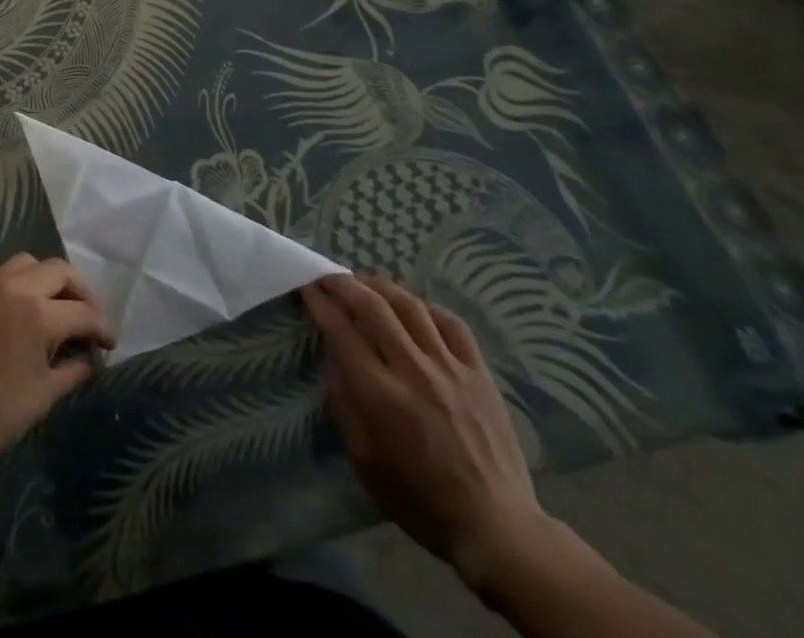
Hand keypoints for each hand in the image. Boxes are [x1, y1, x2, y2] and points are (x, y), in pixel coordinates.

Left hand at [0, 254, 113, 466]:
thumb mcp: (42, 397)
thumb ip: (72, 370)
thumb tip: (90, 358)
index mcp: (40, 314)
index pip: (84, 312)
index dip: (102, 327)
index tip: (109, 342)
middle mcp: (16, 287)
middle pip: (60, 270)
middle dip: (80, 291)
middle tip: (86, 316)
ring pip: (26, 262)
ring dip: (44, 277)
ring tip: (49, 301)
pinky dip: (5, 278)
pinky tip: (6, 298)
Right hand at [302, 274, 551, 592]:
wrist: (497, 528)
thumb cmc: (421, 502)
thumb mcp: (365, 463)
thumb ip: (345, 407)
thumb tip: (334, 363)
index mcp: (381, 397)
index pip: (342, 332)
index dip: (320, 303)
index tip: (307, 285)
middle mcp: (413, 372)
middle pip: (373, 307)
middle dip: (345, 284)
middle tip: (330, 275)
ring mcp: (450, 369)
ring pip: (411, 306)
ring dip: (382, 286)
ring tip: (366, 282)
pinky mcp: (479, 374)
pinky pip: (452, 324)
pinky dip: (427, 307)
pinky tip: (414, 307)